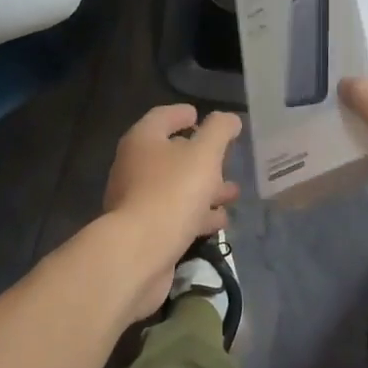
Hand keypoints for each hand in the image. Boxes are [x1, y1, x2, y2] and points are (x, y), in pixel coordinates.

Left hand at [102, 104, 241, 319]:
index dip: (182, 113)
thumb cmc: (171, 193)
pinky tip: (220, 220)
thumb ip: (219, 131)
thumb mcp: (204, 154)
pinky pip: (175, 214)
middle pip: (171, 154)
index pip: (163, 117)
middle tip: (228, 159)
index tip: (200, 115)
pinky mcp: (145, 231)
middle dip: (202, 157)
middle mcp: (134, 166)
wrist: (137, 254)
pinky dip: (197, 214)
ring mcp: (137, 200)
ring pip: (177, 187)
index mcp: (143, 140)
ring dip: (206, 188)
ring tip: (233, 193)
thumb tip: (229, 119)